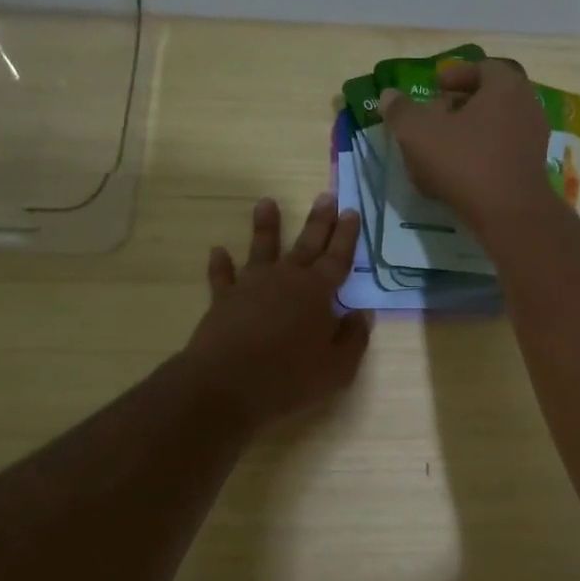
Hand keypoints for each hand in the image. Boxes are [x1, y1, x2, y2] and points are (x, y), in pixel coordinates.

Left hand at [184, 195, 370, 426]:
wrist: (227, 384)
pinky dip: (221, 264)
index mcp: (318, 292)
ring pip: (262, 249)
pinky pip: (222, 276)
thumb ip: (353, 338)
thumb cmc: (290, 377)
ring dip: (266, 226)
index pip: (338, 258)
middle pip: (306, 245)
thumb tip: (361, 314)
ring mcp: (251, 286)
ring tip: (267, 202)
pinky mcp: (223, 300)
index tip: (352, 212)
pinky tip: (218, 251)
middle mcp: (286, 279)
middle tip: (326, 196)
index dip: (347, 236)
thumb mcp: (338, 367)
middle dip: (318, 221)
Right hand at [378, 59, 554, 237]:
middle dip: (461, 106)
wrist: (509, 215)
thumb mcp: (419, 133)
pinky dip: (481, 157)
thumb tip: (389, 96)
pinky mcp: (532, 170)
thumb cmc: (465, 162)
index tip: (434, 88)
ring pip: (495, 127)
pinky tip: (458, 175)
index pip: (482, 68)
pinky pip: (502, 153)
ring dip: (469, 134)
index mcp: (506, 86)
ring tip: (442, 149)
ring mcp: (534, 140)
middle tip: (435, 117)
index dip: (455, 75)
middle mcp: (527, 107)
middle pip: (490, 98)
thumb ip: (401, 111)